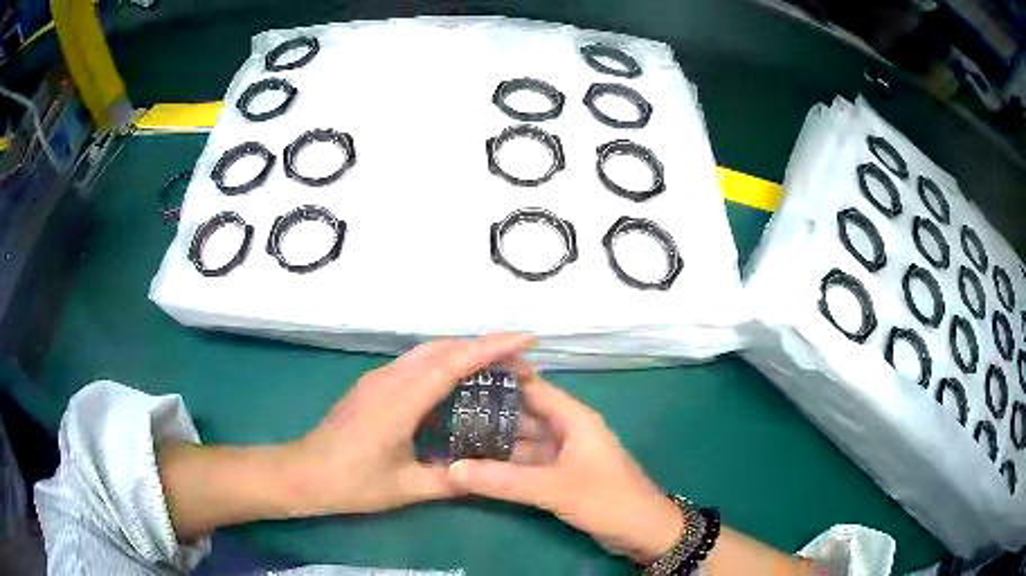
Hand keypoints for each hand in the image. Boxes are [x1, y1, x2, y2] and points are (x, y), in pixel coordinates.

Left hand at [289, 332, 534, 515]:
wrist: (303, 473)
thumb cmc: (351, 482)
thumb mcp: (405, 489)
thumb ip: (450, 482)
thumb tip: (491, 478)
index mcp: (400, 401)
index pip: (453, 363)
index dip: (492, 347)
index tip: (526, 338)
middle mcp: (389, 379)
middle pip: (442, 348)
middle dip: (483, 346)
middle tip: (519, 360)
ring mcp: (378, 379)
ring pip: (427, 352)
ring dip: (462, 351)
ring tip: (495, 367)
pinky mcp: (373, 386)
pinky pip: (415, 363)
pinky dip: (444, 362)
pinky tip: (456, 383)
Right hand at [447, 364, 682, 563]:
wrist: (643, 532)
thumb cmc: (608, 499)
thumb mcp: (556, 488)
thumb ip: (505, 480)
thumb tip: (452, 469)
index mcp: (573, 419)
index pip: (533, 387)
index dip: (502, 376)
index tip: (462, 369)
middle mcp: (565, 431)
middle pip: (522, 415)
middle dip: (488, 413)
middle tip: (444, 408)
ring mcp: (561, 456)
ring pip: (521, 443)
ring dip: (492, 442)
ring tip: (450, 436)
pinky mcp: (558, 478)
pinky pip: (525, 466)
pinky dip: (503, 466)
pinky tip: (474, 467)